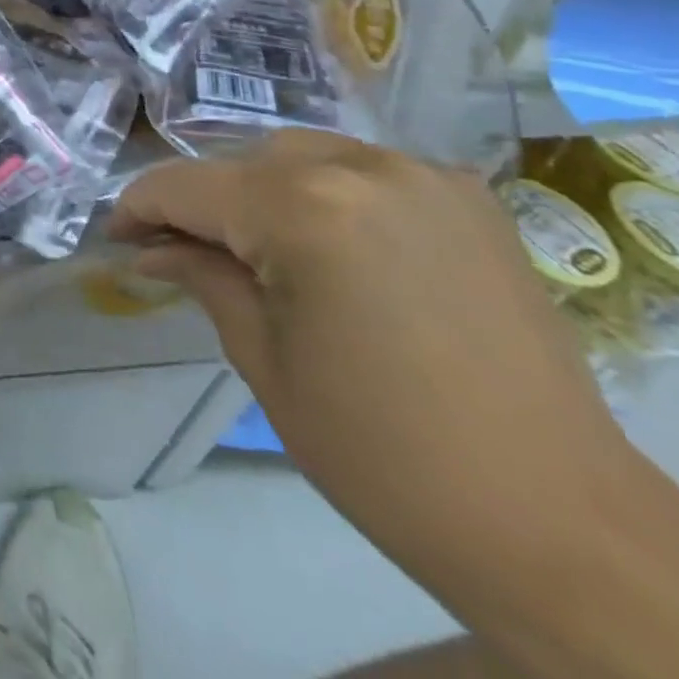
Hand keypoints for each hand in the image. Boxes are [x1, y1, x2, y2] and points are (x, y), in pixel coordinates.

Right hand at [111, 131, 626, 591]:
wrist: (562, 525)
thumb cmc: (384, 453)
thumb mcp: (263, 359)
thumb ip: (200, 277)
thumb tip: (146, 249)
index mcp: (303, 208)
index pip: (187, 186)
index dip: (138, 208)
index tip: (116, 236)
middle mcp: (361, 165)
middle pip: (242, 162)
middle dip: (201, 202)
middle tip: (178, 251)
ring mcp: (421, 174)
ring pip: (299, 154)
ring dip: (260, 190)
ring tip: (251, 245)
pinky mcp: (466, 196)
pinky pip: (362, 168)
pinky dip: (324, 190)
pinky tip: (324, 240)